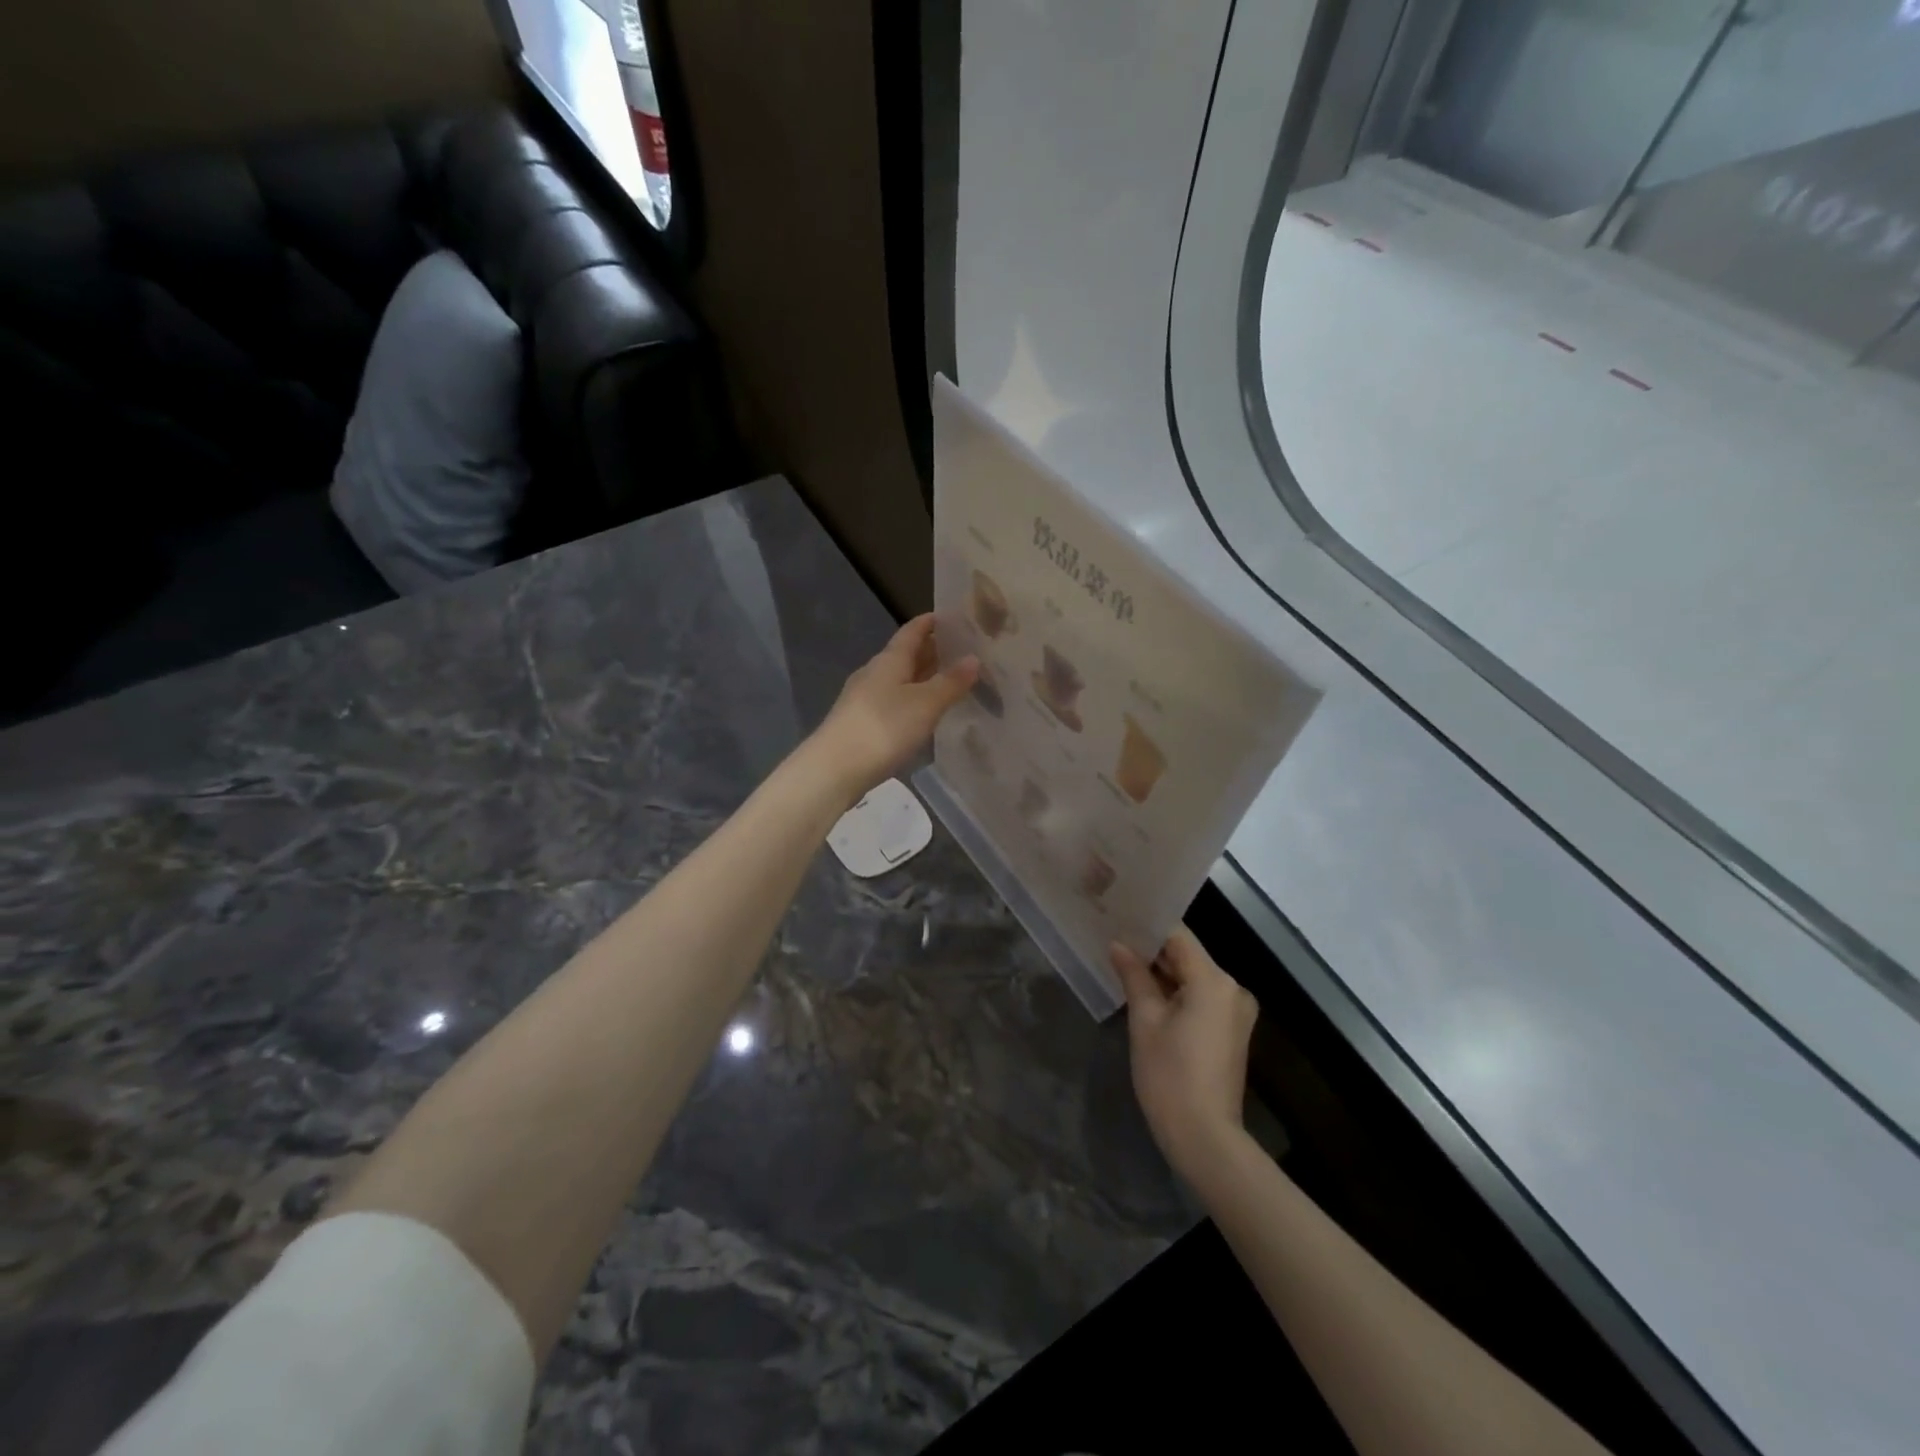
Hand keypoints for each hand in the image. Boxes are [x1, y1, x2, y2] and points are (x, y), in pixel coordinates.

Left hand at [807, 614, 977, 807]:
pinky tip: (925, 712)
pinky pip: (893, 702)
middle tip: (964, 652)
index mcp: (889, 660)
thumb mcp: (925, 704)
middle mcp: (874, 673)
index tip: (954, 617)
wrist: (835, 769)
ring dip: (923, 678)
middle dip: (932, 651)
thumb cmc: (884, 728)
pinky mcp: (861, 723)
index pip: (912, 631)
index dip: (931, 622)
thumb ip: (951, 682)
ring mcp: (864, 699)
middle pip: (905, 655)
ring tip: (951, 682)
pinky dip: (912, 700)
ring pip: (899, 680)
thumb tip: (973, 658)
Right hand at [1111, 925, 1258, 1179]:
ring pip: (1194, 976)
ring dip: (1164, 972)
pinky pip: (1202, 996)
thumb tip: (1118, 945)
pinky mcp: (1232, 1030)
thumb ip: (1134, 976)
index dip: (1147, 926)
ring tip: (1124, 963)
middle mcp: (1232, 988)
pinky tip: (1148, 993)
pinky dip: (1178, 992)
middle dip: (1153, 950)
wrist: (1205, 1137)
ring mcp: (1236, 1010)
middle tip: (1114, 941)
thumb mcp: (1145, 1020)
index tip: (1118, 919)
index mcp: (1213, 980)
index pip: (1178, 936)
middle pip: (1188, 955)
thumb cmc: (1169, 1075)